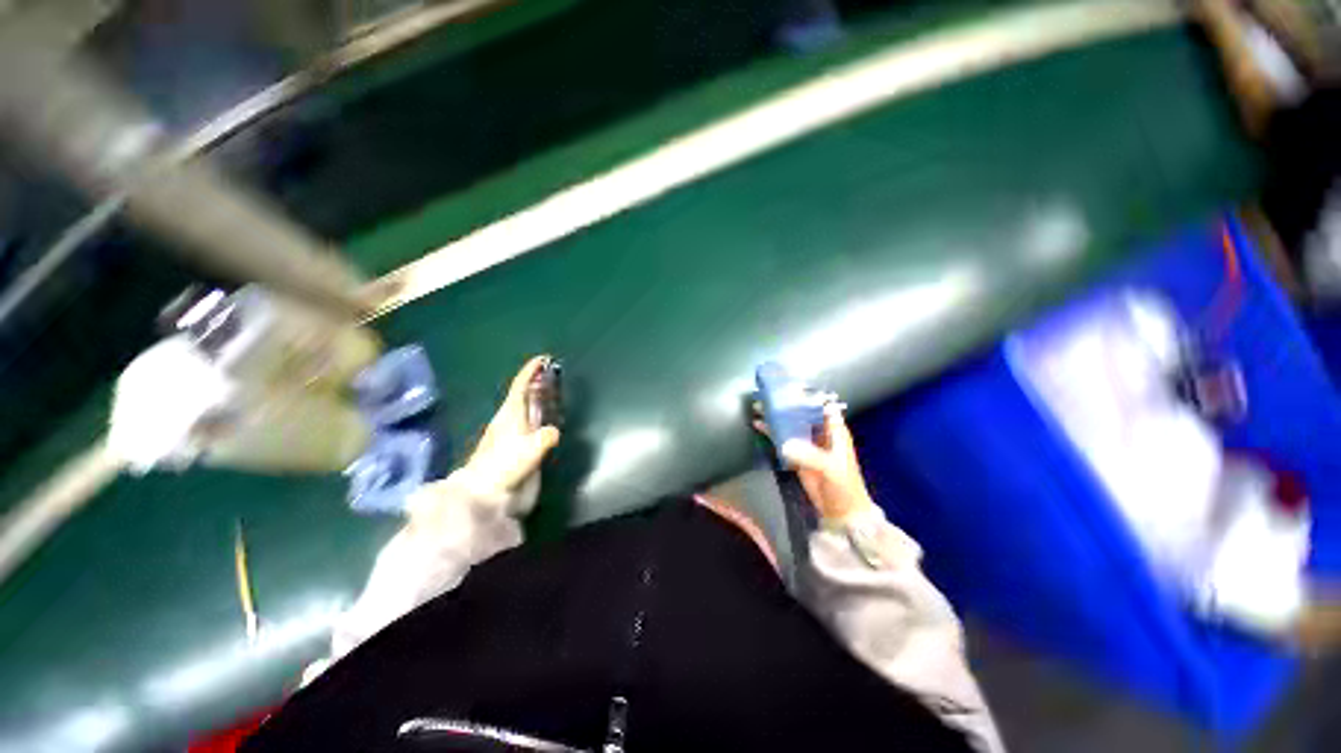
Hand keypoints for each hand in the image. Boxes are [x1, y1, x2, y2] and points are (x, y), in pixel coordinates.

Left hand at [466, 356, 561, 491]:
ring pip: (526, 408)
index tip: (542, 359)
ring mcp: (512, 434)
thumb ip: (542, 439)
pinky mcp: (514, 447)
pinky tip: (545, 418)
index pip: (520, 387)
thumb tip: (554, 432)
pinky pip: (529, 421)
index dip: (530, 372)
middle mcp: (510, 420)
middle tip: (551, 373)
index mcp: (510, 415)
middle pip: (523, 395)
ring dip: (537, 397)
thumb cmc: (502, 469)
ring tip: (551, 391)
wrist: (483, 495)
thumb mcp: (526, 453)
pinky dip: (537, 413)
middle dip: (536, 382)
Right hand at [754, 405, 872, 519]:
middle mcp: (820, 433)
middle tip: (767, 395)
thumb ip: (809, 456)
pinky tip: (759, 425)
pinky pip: (783, 439)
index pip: (820, 406)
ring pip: (790, 425)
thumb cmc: (843, 486)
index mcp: (834, 430)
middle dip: (786, 404)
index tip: (789, 387)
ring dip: (776, 417)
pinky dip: (772, 432)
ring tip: (759, 406)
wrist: (841, 511)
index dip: (807, 395)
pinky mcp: (797, 455)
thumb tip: (785, 445)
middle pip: (802, 413)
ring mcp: (807, 444)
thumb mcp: (830, 468)